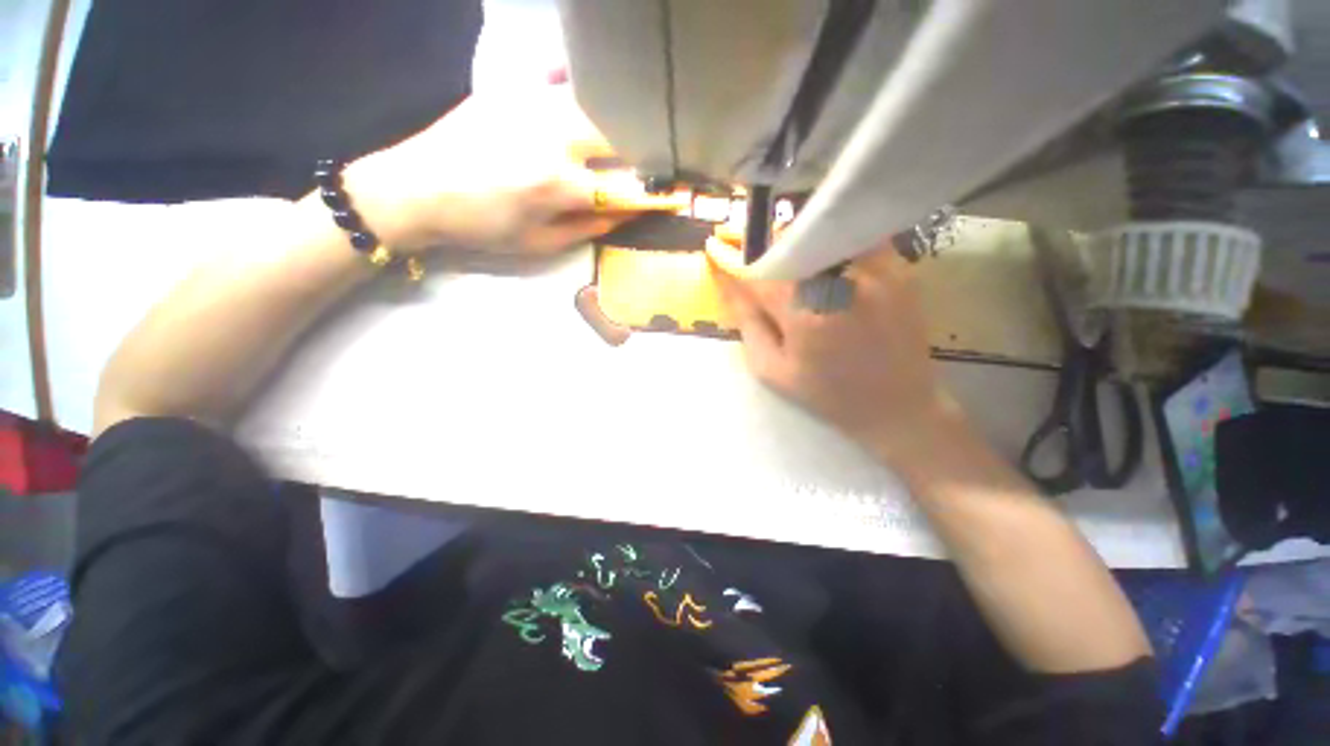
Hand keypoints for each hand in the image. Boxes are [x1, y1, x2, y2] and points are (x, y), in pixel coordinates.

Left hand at [343, 84, 687, 254]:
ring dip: (622, 116)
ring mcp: (532, 104)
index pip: (626, 188)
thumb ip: (589, 227)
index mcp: (559, 184)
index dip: (657, 194)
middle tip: (666, 155)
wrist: (417, 189)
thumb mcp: (540, 243)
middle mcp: (553, 137)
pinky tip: (593, 84)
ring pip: (596, 103)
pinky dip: (579, 78)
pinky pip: (557, 74)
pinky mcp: (513, 87)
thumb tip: (627, 213)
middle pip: (618, 134)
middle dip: (648, 147)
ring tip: (640, 124)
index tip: (681, 195)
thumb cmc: (483, 227)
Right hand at [708, 237, 953, 455]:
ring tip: (780, 252)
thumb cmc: (828, 395)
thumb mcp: (774, 371)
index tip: (714, 244)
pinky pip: (853, 237)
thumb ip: (748, 324)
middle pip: (790, 241)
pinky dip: (829, 240)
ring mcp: (875, 269)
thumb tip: (729, 285)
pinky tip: (820, 257)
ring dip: (793, 239)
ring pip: (821, 233)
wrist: (898, 406)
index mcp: (805, 314)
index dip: (732, 256)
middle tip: (745, 243)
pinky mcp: (898, 267)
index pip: (759, 271)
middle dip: (762, 242)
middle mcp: (840, 282)